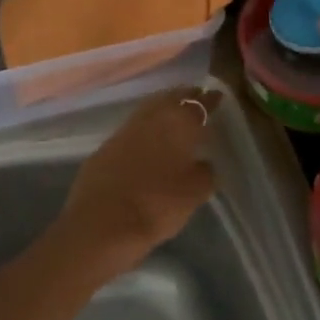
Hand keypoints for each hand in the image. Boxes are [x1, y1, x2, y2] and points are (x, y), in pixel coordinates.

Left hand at [53, 88, 220, 275]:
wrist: (101, 223)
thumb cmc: (157, 205)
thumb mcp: (195, 194)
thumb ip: (205, 173)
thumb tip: (204, 163)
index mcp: (179, 123)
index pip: (199, 104)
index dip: (210, 100)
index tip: (218, 97)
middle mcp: (152, 118)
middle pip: (172, 98)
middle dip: (186, 96)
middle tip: (197, 98)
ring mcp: (125, 129)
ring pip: (150, 108)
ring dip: (164, 106)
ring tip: (175, 113)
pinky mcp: (106, 145)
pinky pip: (133, 127)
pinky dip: (145, 126)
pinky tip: (149, 136)